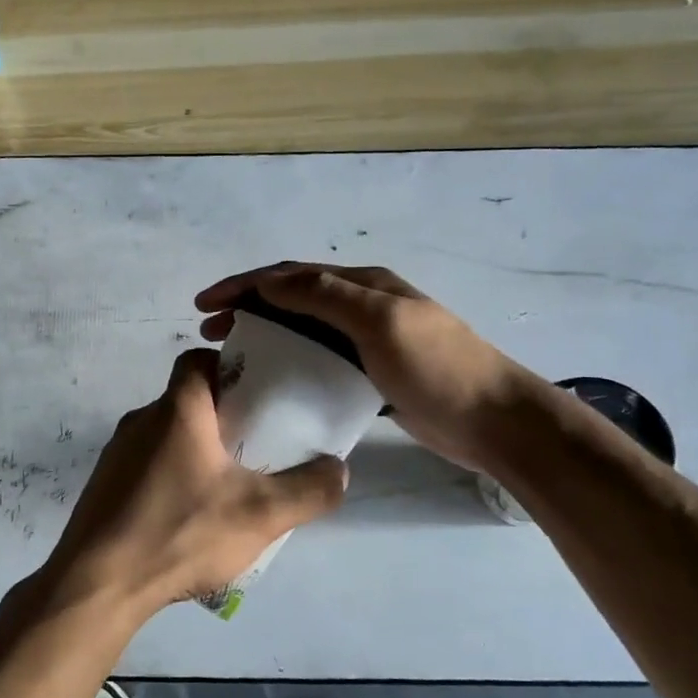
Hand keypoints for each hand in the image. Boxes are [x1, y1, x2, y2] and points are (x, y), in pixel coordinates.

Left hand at [42, 349, 347, 616]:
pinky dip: (171, 476)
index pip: (197, 360)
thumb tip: (339, 469)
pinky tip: (188, 516)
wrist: (98, 584)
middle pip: (186, 400)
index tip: (257, 392)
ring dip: (196, 449)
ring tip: (227, 486)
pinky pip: (146, 466)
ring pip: (166, 435)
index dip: (228, 366)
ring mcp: (116, 454)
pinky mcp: (104, 485)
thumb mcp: (260, 515)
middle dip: (222, 416)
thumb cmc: (180, 533)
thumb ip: (308, 490)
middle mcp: (140, 421)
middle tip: (255, 446)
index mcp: (176, 410)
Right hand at [196, 263, 536, 472]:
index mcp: (363, 285)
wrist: (493, 421)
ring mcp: (367, 341)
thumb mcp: (379, 321)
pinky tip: (273, 380)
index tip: (204, 304)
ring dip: (264, 333)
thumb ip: (325, 296)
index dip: (244, 284)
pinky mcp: (370, 375)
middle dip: (247, 307)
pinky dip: (289, 362)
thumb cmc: (436, 367)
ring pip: (302, 330)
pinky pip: (318, 360)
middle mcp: (361, 306)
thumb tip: (270, 281)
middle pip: (292, 298)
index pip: (290, 275)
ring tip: (232, 352)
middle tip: (209, 330)